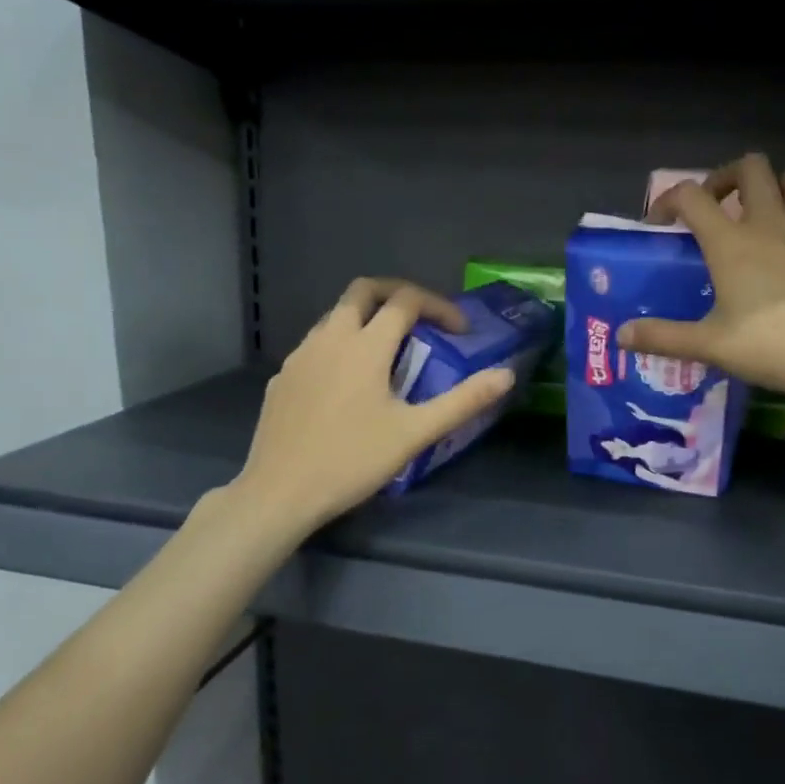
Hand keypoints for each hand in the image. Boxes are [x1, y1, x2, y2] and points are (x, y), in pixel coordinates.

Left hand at [236, 278, 515, 533]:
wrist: (279, 493)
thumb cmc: (352, 461)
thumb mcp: (415, 433)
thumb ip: (463, 401)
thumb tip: (505, 375)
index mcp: (366, 345)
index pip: (406, 300)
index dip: (439, 306)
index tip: (459, 332)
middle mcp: (330, 337)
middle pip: (363, 290)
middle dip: (397, 293)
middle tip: (421, 319)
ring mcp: (300, 355)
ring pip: (336, 315)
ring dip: (366, 318)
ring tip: (388, 352)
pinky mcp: (282, 377)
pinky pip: (316, 344)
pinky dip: (340, 346)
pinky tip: (347, 384)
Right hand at [620, 153, 784, 400]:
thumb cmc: (775, 345)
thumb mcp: (712, 346)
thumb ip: (664, 337)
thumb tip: (622, 335)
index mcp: (732, 241)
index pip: (692, 196)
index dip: (669, 199)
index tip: (661, 222)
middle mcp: (770, 222)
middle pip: (751, 167)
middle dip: (726, 176)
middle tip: (716, 206)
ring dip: (773, 186)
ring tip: (760, 215)